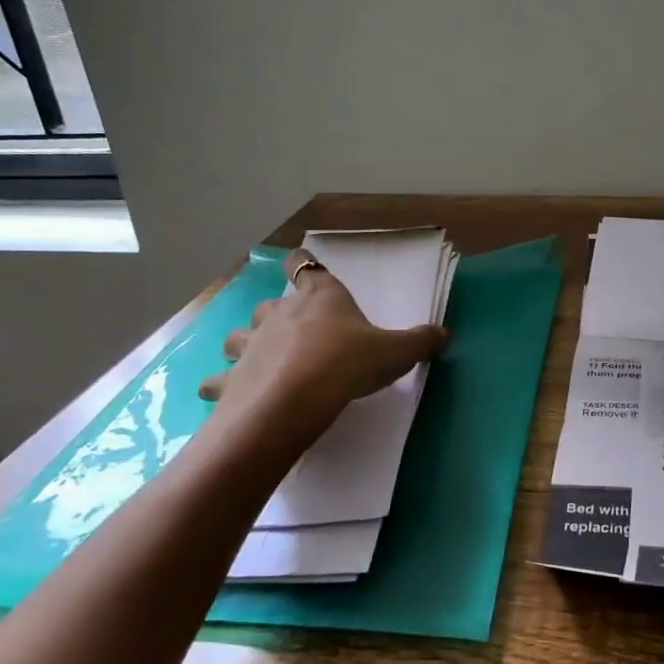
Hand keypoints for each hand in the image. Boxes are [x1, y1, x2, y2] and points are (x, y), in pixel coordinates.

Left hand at [198, 249, 448, 426]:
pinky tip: (223, 394)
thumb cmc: (347, 363)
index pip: (305, 266)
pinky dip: (219, 385)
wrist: (294, 400)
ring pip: (238, 335)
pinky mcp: (231, 378)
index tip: (299, 262)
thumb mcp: (394, 352)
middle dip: (276, 314)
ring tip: (255, 360)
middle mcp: (280, 314)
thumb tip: (445, 334)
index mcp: (319, 298)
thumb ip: (419, 342)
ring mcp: (250, 344)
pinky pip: (217, 379)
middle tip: (291, 332)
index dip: (302, 263)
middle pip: (270, 302)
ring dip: (244, 344)